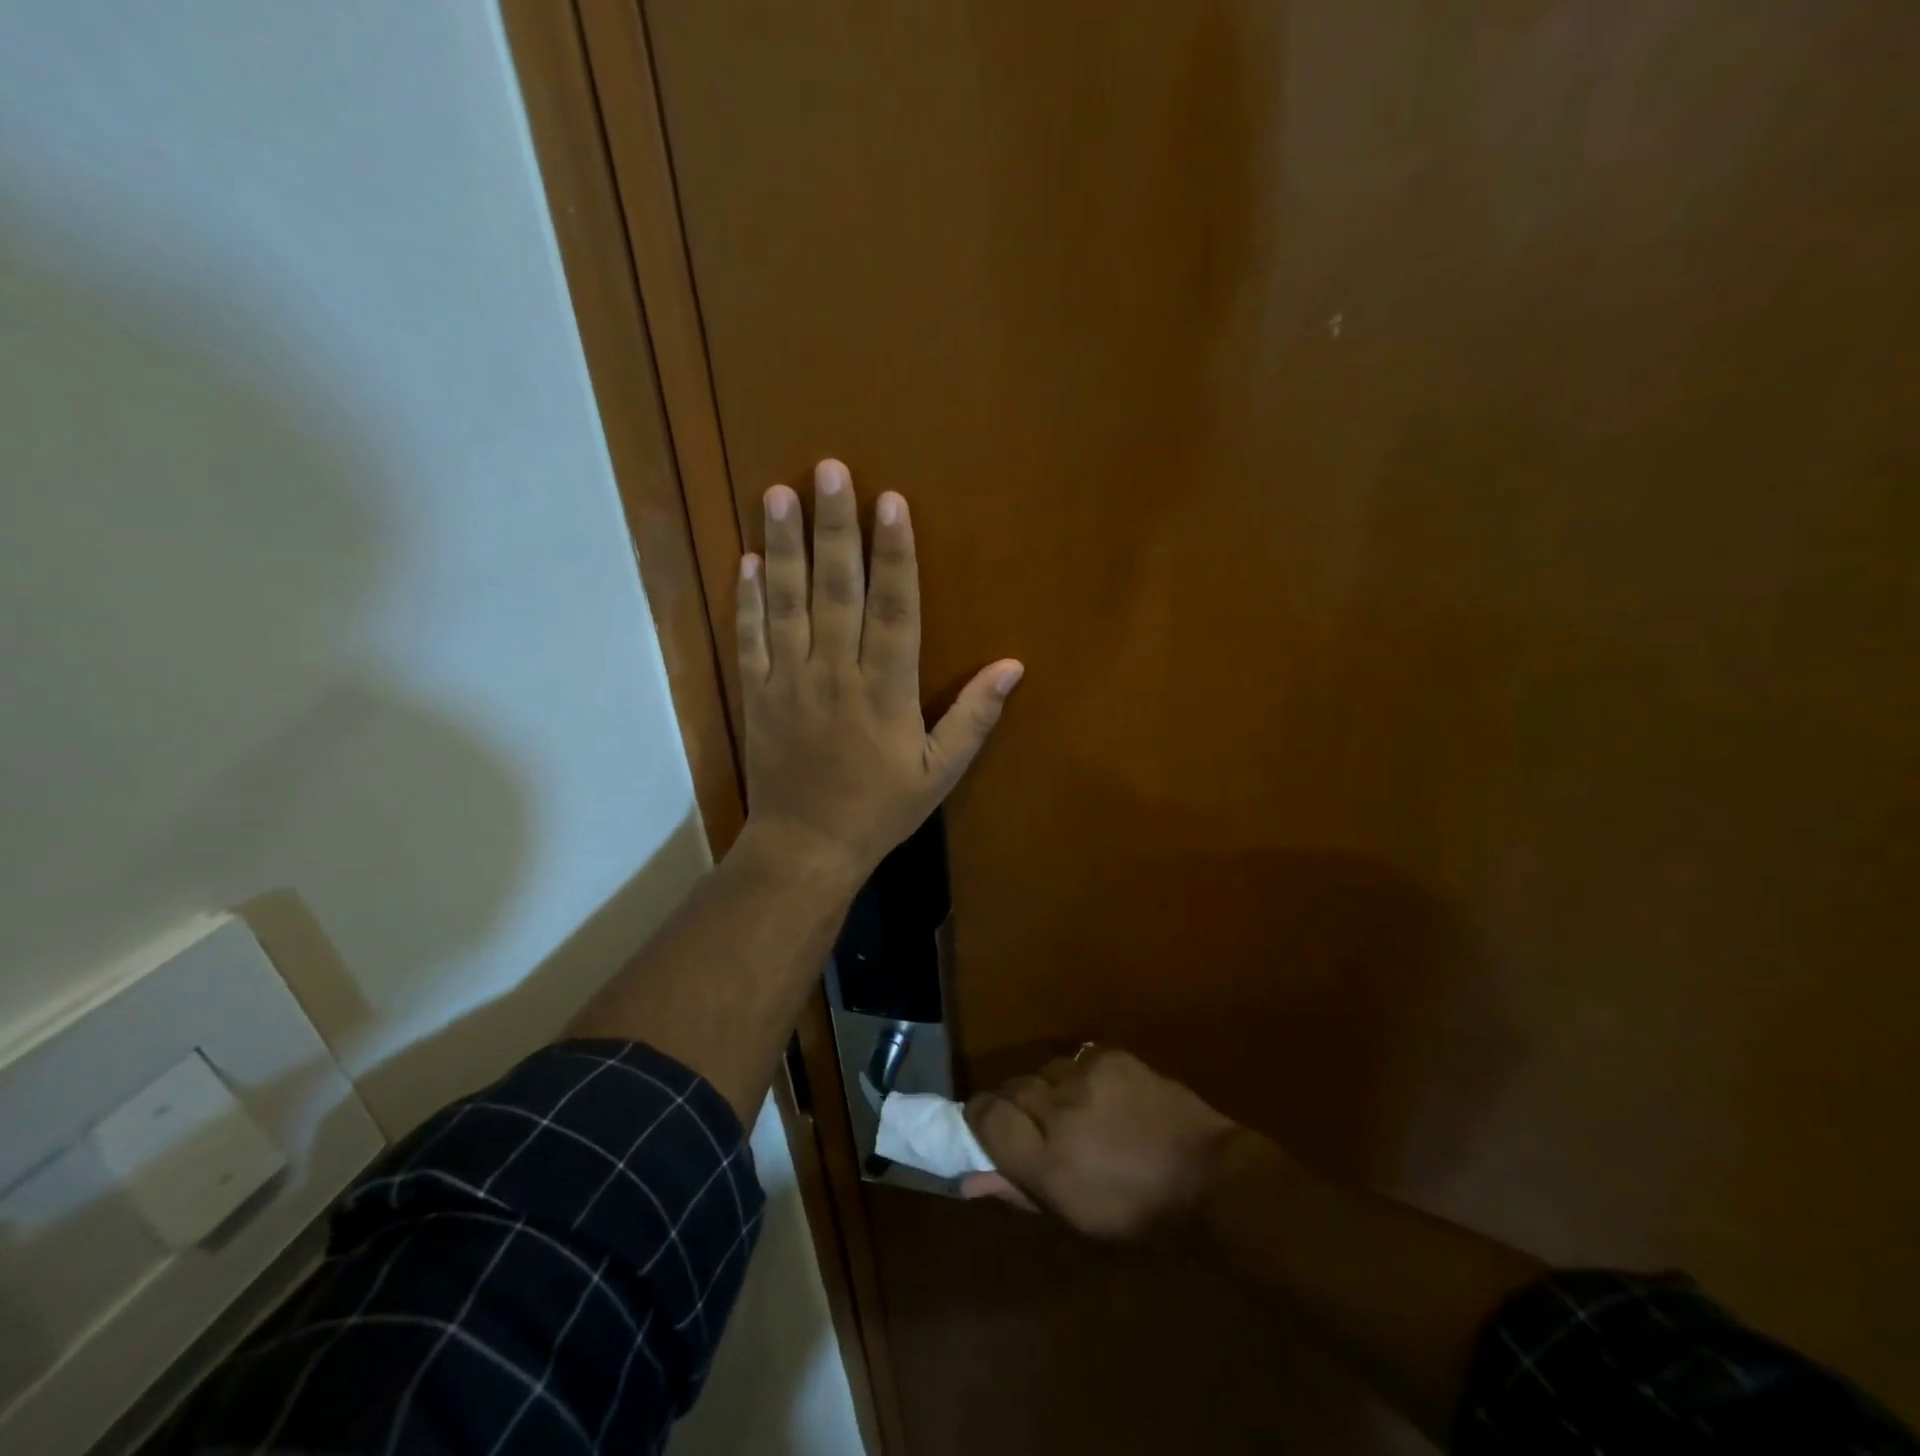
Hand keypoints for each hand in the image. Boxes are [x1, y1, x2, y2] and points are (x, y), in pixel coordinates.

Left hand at [736, 459, 1022, 880]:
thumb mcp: (939, 772)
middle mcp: (835, 674)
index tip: (890, 501)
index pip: (894, 609)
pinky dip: (747, 599)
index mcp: (885, 691)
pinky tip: (748, 558)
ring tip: (781, 493)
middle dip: (835, 528)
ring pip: (787, 603)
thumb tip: (1013, 666)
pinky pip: (749, 638)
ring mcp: (788, 681)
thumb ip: (974, 717)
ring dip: (784, 546)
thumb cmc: (879, 809)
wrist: (806, 847)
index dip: (894, 554)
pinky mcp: (756, 694)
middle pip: (837, 591)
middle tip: (830, 469)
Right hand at [964, 1047, 1248, 1239]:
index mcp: (1045, 1160)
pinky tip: (1102, 1096)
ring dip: (1049, 1090)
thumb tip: (969, 1177)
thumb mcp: (1073, 1217)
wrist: (1208, 1177)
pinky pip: (1076, 1058)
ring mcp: (1087, 1076)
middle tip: (1040, 1129)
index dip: (979, 1118)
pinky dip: (1080, 1076)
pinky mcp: (1111, 1055)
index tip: (988, 1127)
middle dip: (1016, 1107)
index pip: (985, 1116)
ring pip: (1043, 1071)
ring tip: (1077, 1112)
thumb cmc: (1137, 1214)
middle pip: (1011, 1089)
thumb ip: (1017, 1190)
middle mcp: (1058, 1110)